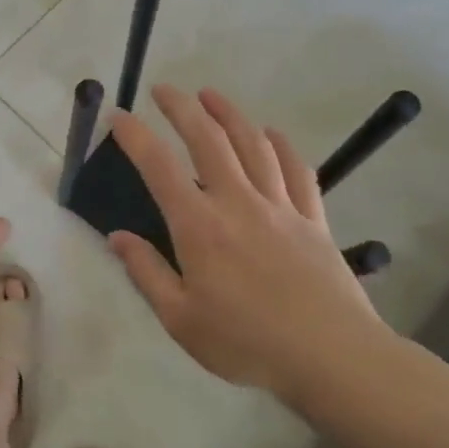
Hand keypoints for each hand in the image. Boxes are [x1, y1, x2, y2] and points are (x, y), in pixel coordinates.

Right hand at [106, 85, 391, 410]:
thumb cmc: (246, 342)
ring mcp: (280, 207)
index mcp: (199, 226)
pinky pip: (297, 170)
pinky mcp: (313, 219)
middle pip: (208, 140)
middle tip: (164, 89)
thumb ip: (146, 273)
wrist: (331, 358)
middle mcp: (237, 203)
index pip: (159, 167)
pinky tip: (272, 134)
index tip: (118, 115)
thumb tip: (117, 238)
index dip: (135, 136)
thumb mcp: (180, 319)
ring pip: (253, 145)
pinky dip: (282, 145)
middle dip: (182, 108)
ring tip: (210, 95)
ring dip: (229, 114)